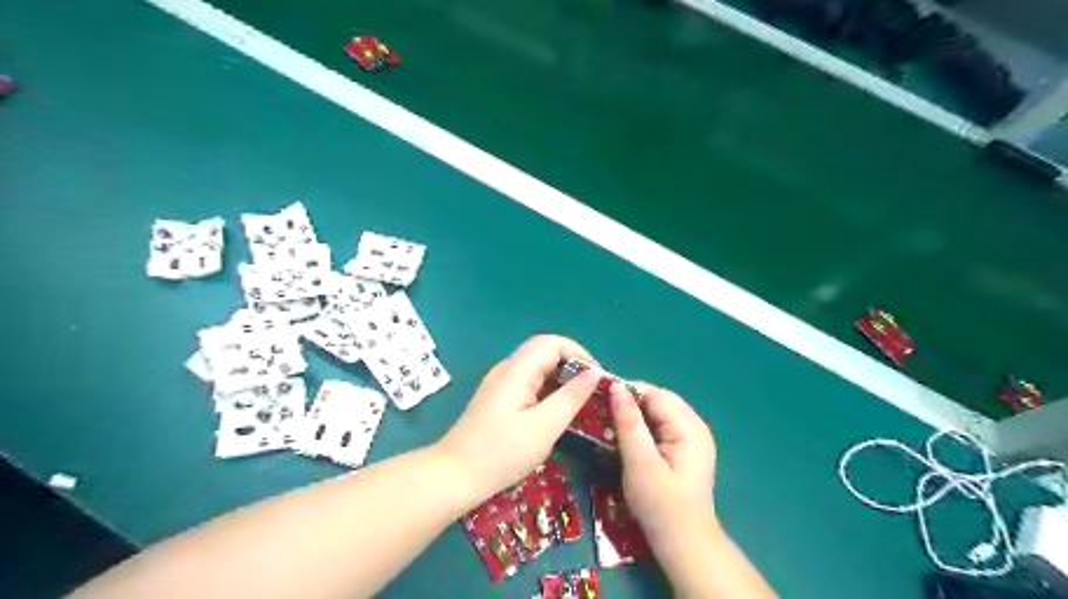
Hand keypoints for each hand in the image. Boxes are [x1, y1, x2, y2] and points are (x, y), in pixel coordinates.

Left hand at [433, 338, 600, 500]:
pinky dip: (548, 389)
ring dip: (561, 378)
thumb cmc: (501, 454)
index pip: (551, 343)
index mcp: (516, 371)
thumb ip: (571, 397)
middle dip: (572, 366)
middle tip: (593, 391)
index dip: (578, 353)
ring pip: (537, 367)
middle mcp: (507, 369)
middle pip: (544, 352)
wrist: (454, 476)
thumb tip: (594, 373)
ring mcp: (500, 383)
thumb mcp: (543, 428)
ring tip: (581, 401)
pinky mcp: (498, 397)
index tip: (597, 377)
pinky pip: (529, 382)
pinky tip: (558, 410)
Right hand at [610, 383, 716, 547]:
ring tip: (609, 422)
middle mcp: (695, 427)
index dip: (627, 392)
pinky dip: (642, 427)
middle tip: (602, 411)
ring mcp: (692, 438)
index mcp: (690, 428)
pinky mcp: (685, 450)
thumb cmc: (661, 506)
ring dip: (635, 414)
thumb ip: (629, 423)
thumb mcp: (640, 463)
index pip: (656, 394)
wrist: (684, 545)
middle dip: (630, 402)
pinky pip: (661, 426)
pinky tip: (626, 437)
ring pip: (659, 412)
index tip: (599, 398)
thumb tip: (616, 387)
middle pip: (659, 400)